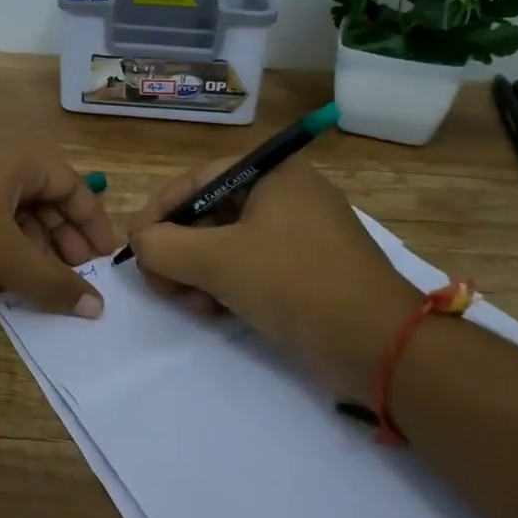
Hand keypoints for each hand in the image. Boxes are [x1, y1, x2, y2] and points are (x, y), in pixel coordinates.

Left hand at [0, 147, 119, 315]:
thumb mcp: (4, 255)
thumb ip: (52, 282)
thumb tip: (95, 308)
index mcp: (17, 160)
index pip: (71, 184)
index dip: (92, 220)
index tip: (105, 258)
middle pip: (44, 198)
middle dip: (64, 236)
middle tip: (76, 273)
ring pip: (14, 213)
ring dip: (35, 246)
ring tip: (44, 281)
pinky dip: (4, 247)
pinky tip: (6, 276)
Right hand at [125, 157, 421, 400]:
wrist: (381, 345)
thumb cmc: (294, 283)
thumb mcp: (216, 261)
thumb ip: (163, 246)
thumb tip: (141, 242)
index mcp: (273, 172)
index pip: (196, 180)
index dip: (159, 211)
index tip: (135, 245)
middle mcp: (288, 192)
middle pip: (211, 212)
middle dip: (179, 249)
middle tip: (160, 283)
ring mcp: (303, 231)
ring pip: (229, 242)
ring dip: (199, 271)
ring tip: (190, 303)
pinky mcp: (311, 266)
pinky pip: (254, 263)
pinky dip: (228, 283)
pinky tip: (216, 310)